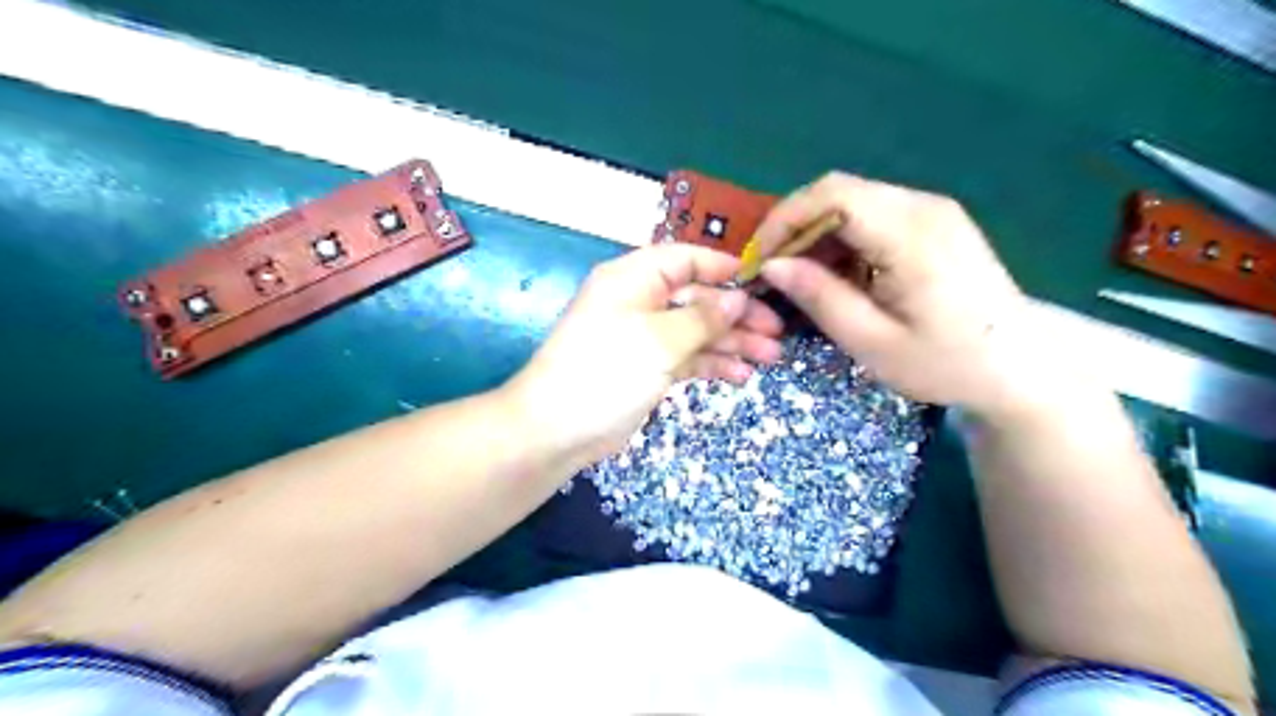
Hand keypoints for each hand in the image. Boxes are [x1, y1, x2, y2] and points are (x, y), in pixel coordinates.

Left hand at [505, 242, 784, 472]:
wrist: (557, 429)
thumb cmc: (606, 371)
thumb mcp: (659, 340)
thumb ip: (703, 318)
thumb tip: (738, 299)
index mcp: (633, 279)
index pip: (685, 259)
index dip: (723, 268)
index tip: (761, 283)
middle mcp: (639, 302)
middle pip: (697, 299)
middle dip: (736, 315)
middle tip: (776, 332)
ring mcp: (644, 338)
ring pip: (696, 331)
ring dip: (732, 343)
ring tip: (770, 357)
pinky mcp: (647, 369)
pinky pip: (687, 358)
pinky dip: (712, 364)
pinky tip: (741, 376)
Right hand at [750, 174, 1040, 420]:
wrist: (1020, 367)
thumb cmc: (947, 363)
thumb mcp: (873, 342)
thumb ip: (820, 298)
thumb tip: (773, 266)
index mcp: (911, 235)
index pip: (831, 196)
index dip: (784, 219)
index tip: (759, 259)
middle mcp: (923, 207)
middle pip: (838, 191)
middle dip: (795, 227)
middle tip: (773, 271)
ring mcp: (932, 211)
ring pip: (853, 201)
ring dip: (817, 233)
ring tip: (801, 278)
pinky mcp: (934, 222)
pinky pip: (873, 215)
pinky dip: (842, 238)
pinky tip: (838, 274)